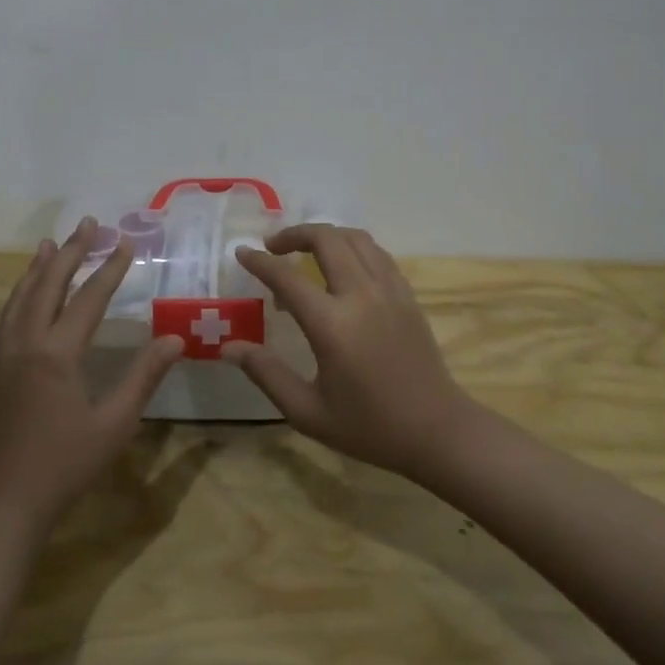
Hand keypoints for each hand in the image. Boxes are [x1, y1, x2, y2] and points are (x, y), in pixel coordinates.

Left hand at [0, 217, 184, 530]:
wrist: (4, 505)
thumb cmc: (66, 465)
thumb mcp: (115, 423)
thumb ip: (144, 377)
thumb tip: (176, 338)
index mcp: (56, 355)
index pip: (88, 300)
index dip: (109, 269)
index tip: (126, 242)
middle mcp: (25, 346)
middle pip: (47, 287)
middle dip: (70, 252)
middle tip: (88, 224)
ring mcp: (3, 360)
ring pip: (18, 301)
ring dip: (36, 269)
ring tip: (48, 245)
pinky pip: (5, 322)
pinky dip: (18, 298)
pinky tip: (25, 300)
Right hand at [226, 225, 473, 481]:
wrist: (436, 430)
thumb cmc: (368, 426)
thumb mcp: (307, 411)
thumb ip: (266, 373)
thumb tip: (229, 347)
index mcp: (332, 325)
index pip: (287, 277)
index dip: (260, 262)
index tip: (241, 253)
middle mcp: (361, 295)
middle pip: (326, 239)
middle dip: (294, 234)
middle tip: (273, 248)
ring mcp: (389, 290)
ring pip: (355, 238)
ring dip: (326, 235)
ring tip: (305, 250)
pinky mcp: (407, 294)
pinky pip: (377, 253)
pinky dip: (353, 247)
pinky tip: (342, 266)